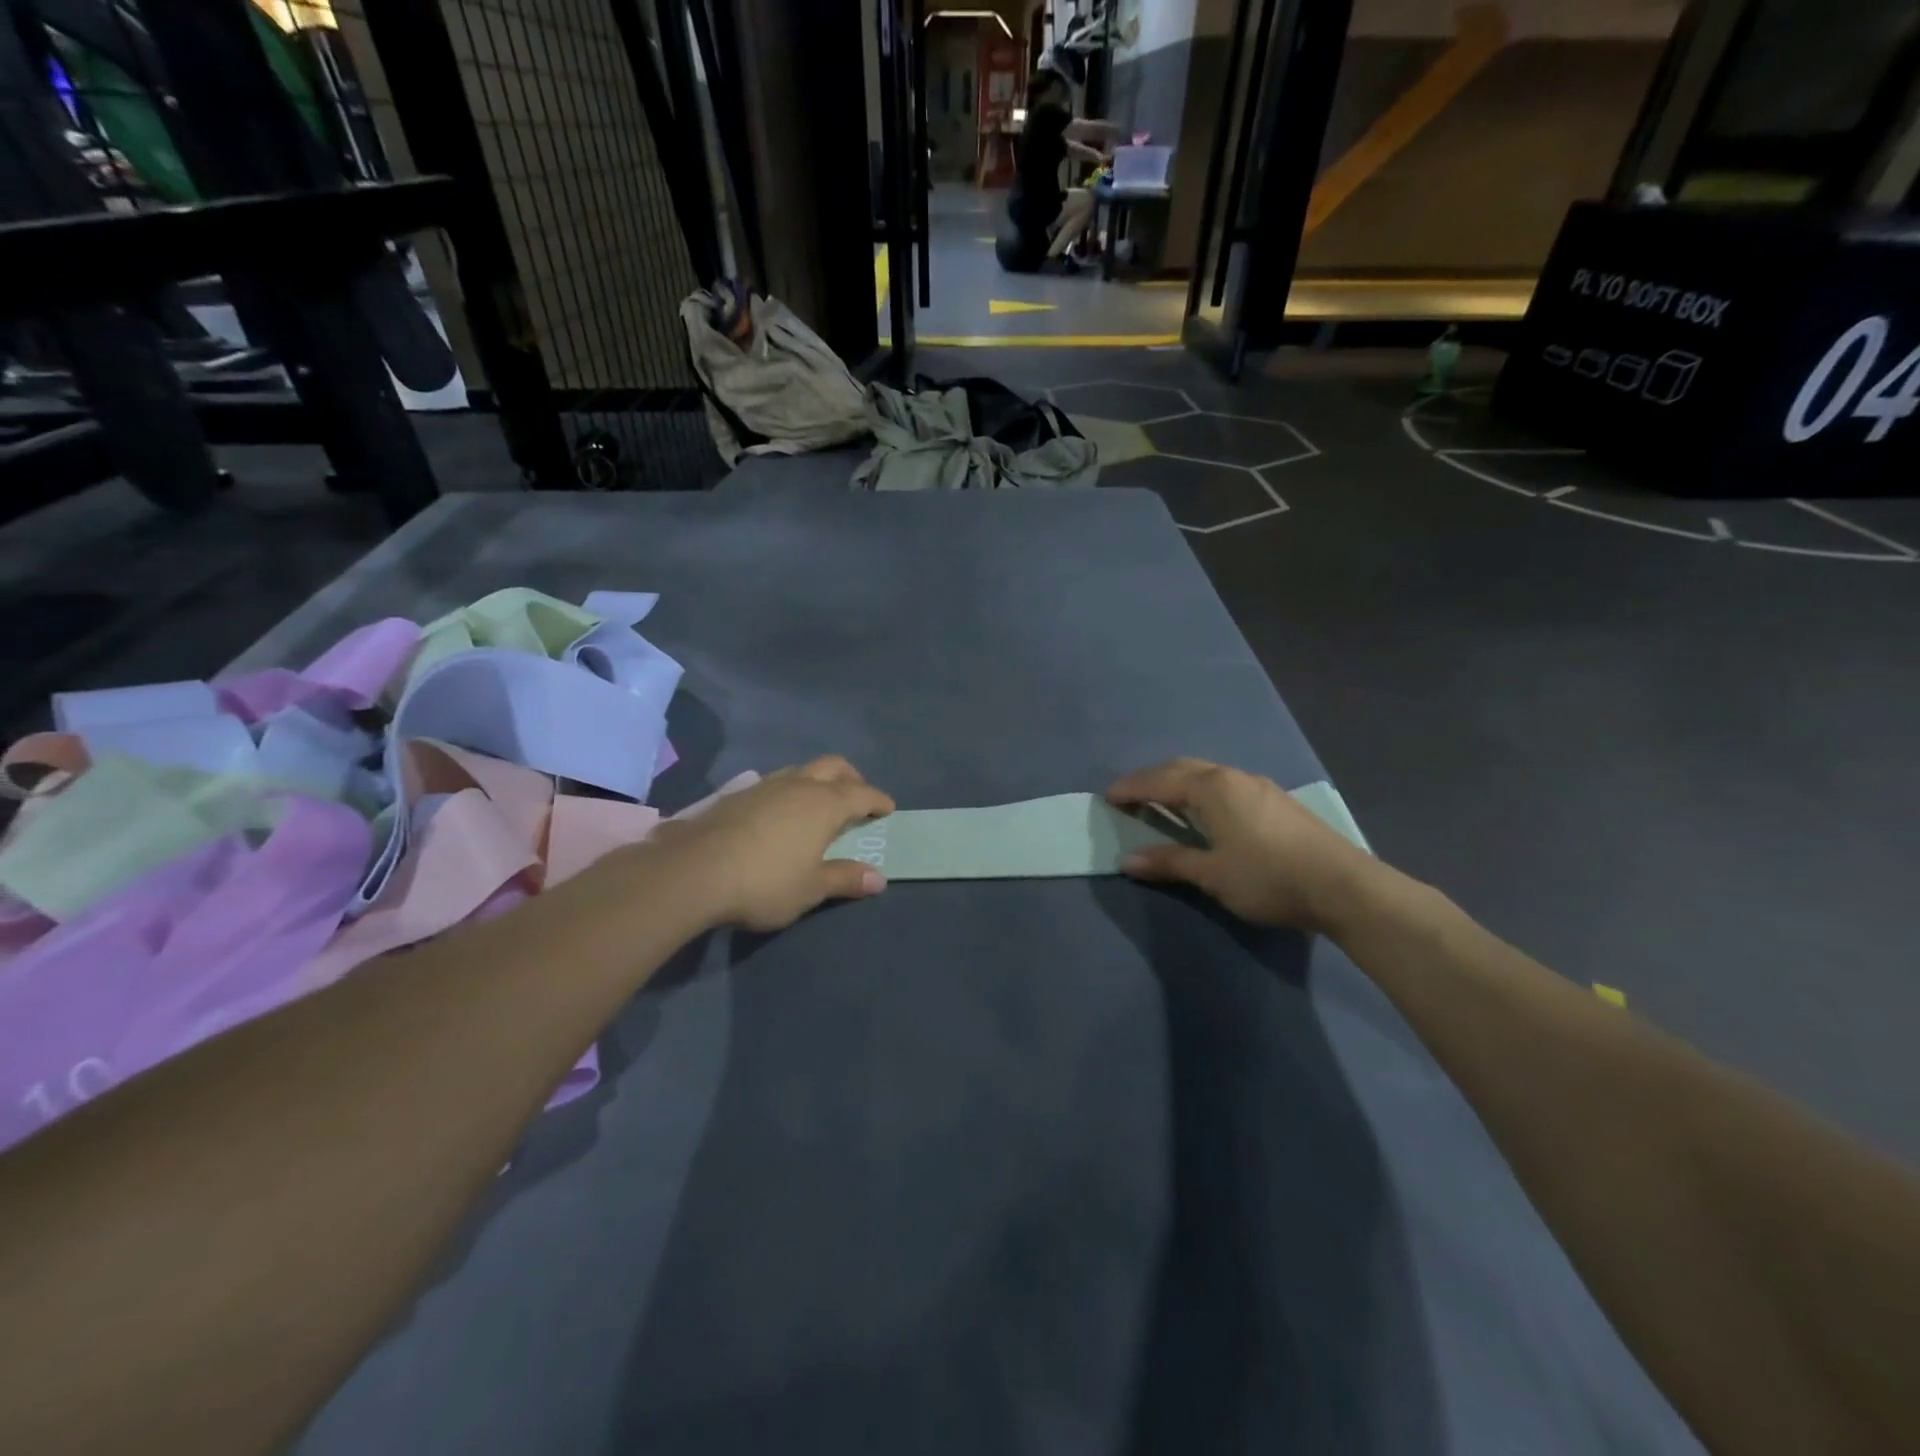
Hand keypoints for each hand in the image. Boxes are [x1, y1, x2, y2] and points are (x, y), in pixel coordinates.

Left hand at [646, 757, 894, 931]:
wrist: (693, 872)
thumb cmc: (765, 882)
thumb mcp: (811, 889)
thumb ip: (845, 879)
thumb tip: (879, 879)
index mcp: (824, 804)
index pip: (862, 794)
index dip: (878, 800)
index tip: (888, 808)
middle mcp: (798, 785)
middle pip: (833, 766)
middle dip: (851, 778)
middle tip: (857, 796)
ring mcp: (764, 786)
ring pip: (800, 770)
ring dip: (816, 780)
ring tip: (817, 802)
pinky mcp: (735, 795)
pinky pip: (773, 783)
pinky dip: (788, 790)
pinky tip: (778, 813)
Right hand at [1106, 758, 1375, 931]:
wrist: (1343, 886)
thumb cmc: (1268, 877)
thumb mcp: (1212, 874)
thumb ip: (1169, 862)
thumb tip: (1128, 859)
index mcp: (1212, 788)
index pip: (1160, 781)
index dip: (1131, 788)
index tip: (1107, 797)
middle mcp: (1233, 777)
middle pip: (1183, 768)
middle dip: (1152, 779)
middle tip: (1130, 795)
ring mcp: (1259, 787)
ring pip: (1207, 775)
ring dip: (1179, 783)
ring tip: (1162, 802)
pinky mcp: (1276, 802)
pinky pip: (1225, 785)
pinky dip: (1201, 792)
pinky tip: (1204, 812)